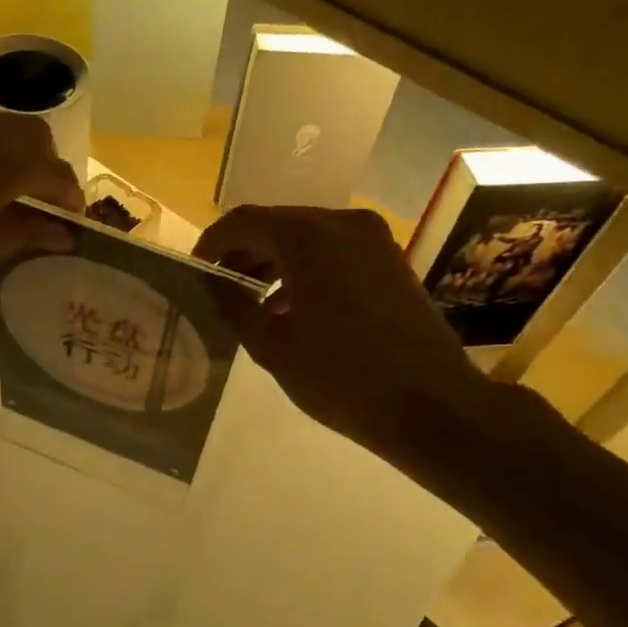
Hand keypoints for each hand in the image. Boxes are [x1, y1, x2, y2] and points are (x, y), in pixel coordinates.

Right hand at [194, 206, 495, 471]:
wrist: (432, 405)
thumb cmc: (341, 377)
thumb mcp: (272, 345)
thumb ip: (233, 304)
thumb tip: (210, 281)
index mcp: (307, 236)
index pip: (243, 221)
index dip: (212, 243)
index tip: (195, 271)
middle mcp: (341, 222)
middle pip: (276, 224)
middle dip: (243, 252)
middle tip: (219, 288)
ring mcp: (372, 238)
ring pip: (306, 237)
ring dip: (274, 261)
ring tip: (251, 302)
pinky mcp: (389, 259)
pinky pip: (334, 251)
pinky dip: (305, 269)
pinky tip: (291, 307)